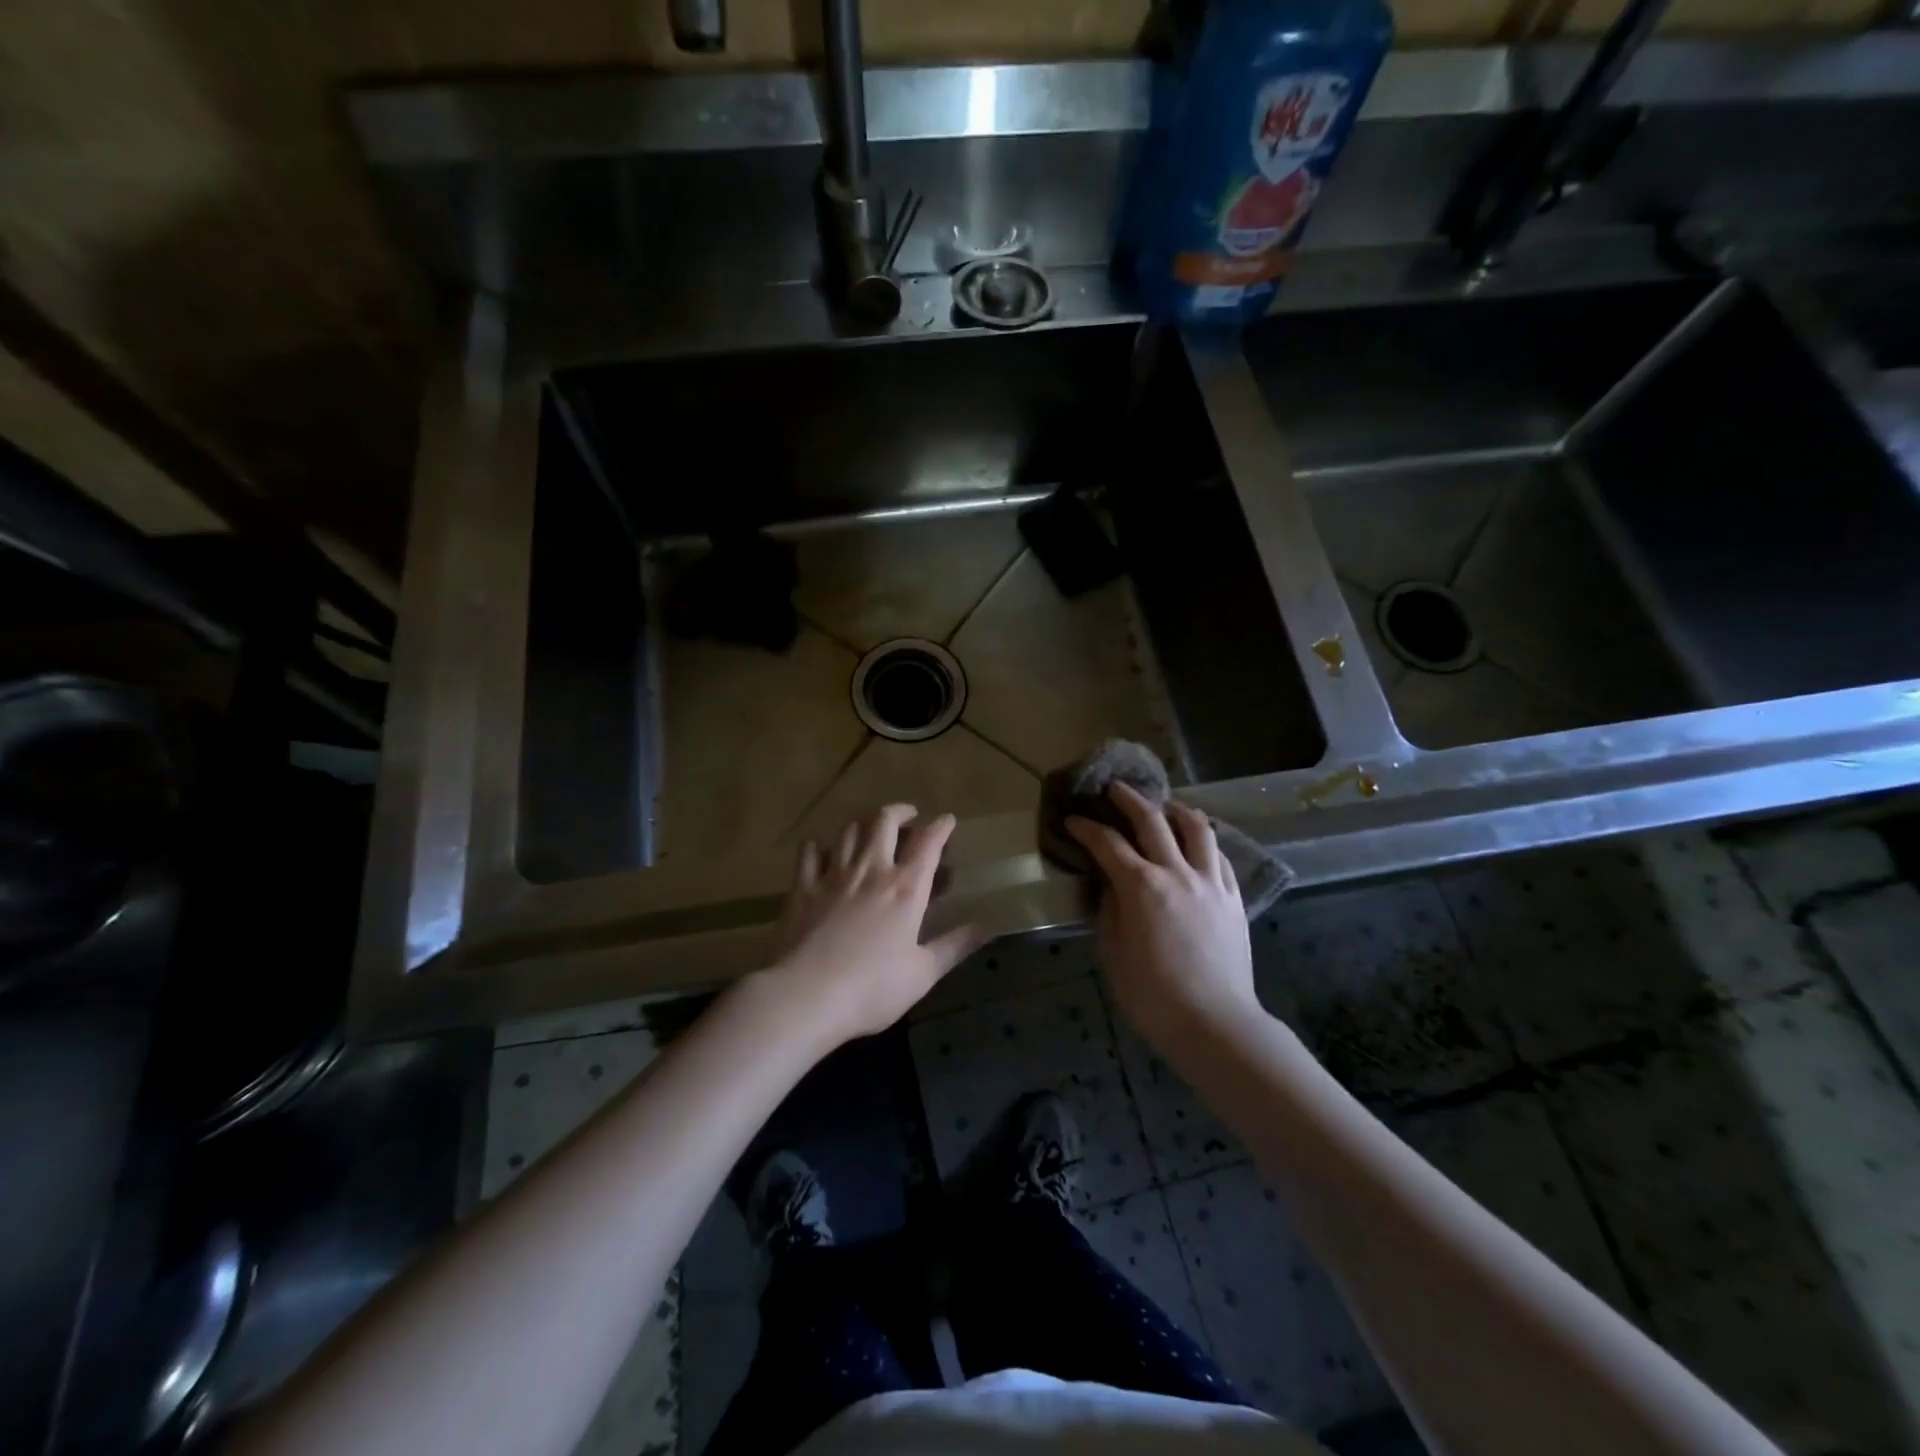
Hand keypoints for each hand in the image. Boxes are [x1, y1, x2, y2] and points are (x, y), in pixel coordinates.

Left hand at [764, 804, 983, 1047]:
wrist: (806, 995)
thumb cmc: (872, 988)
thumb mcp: (923, 973)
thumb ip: (954, 945)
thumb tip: (986, 926)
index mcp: (905, 888)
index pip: (928, 843)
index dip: (941, 826)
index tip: (947, 820)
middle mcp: (871, 870)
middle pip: (884, 821)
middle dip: (900, 811)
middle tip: (908, 815)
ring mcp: (833, 876)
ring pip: (849, 830)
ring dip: (863, 820)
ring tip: (871, 825)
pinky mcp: (802, 888)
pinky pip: (810, 852)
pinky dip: (819, 844)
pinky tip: (822, 848)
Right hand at [1066, 782, 1256, 1049]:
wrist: (1214, 1023)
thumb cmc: (1152, 994)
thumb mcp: (1112, 951)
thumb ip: (1109, 908)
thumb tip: (1110, 882)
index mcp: (1141, 886)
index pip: (1107, 843)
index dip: (1086, 828)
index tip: (1072, 819)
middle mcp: (1177, 872)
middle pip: (1152, 820)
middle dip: (1129, 800)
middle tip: (1115, 789)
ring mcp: (1210, 882)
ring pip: (1197, 828)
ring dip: (1176, 810)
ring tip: (1164, 806)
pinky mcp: (1233, 897)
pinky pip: (1220, 856)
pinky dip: (1204, 842)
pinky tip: (1197, 844)